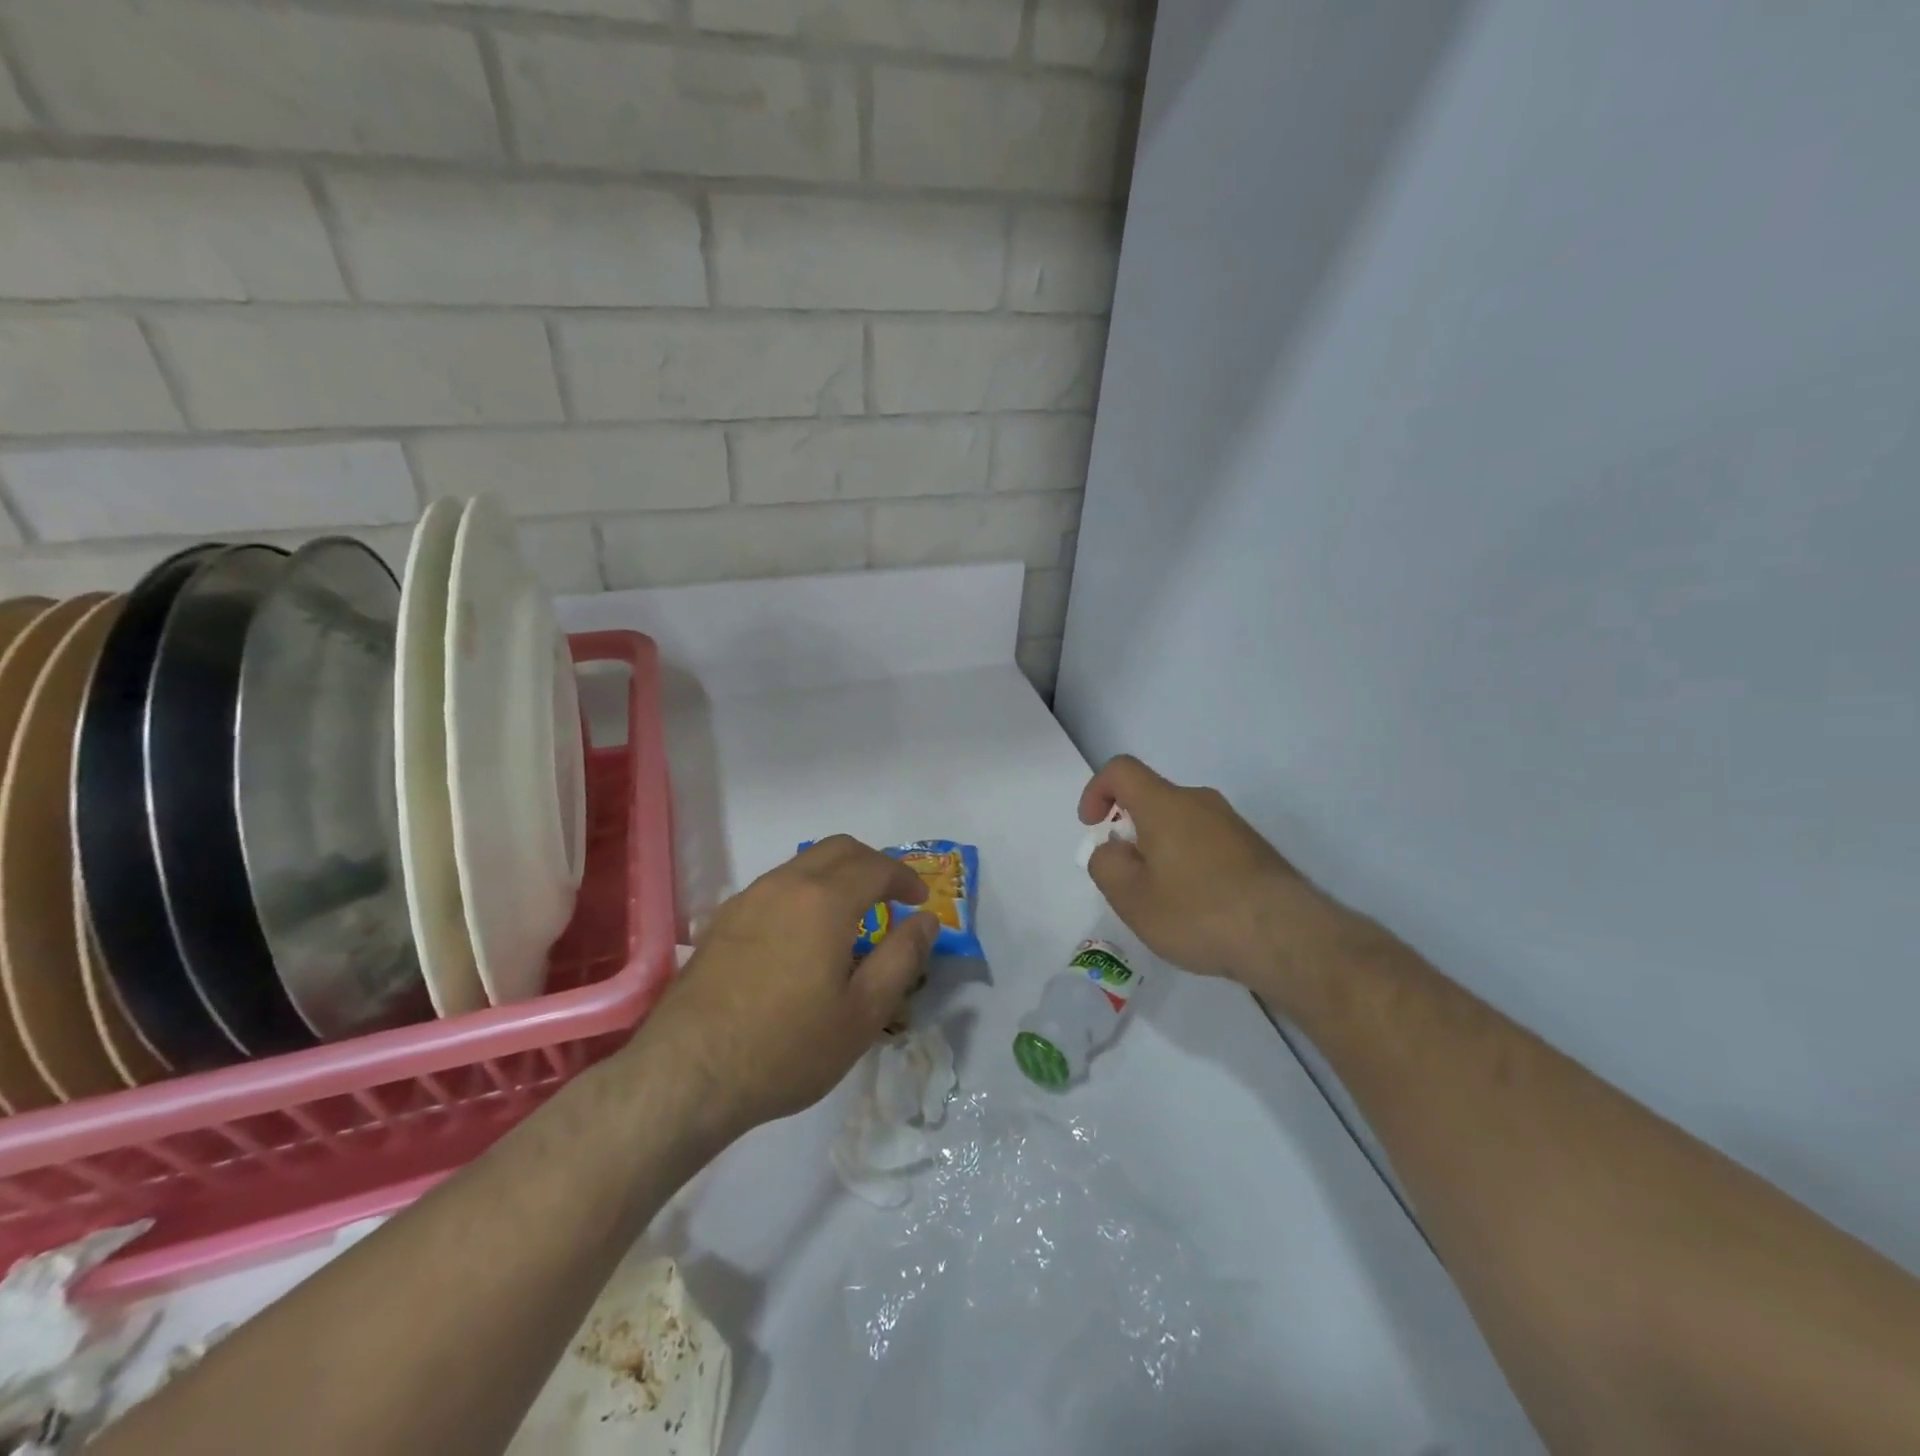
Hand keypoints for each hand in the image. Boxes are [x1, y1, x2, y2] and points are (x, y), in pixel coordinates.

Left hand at [631, 836, 938, 1136]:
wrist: (686, 1075)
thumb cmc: (786, 1047)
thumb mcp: (863, 1013)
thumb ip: (902, 958)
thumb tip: (926, 921)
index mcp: (824, 900)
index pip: (876, 866)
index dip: (905, 878)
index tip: (920, 902)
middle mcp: (784, 885)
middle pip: (838, 849)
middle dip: (872, 864)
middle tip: (891, 897)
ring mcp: (747, 900)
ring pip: (802, 864)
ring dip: (836, 876)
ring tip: (850, 918)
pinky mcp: (721, 921)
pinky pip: (774, 887)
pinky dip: (803, 892)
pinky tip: (803, 937)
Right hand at [1078, 755, 1347, 991]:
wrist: (1287, 937)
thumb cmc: (1197, 912)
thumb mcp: (1131, 897)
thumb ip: (1106, 864)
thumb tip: (1114, 848)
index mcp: (1165, 804)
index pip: (1121, 770)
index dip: (1096, 790)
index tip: (1092, 826)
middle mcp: (1201, 802)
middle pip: (1153, 798)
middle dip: (1130, 829)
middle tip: (1126, 876)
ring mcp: (1233, 825)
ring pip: (1181, 823)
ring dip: (1160, 849)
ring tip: (1162, 899)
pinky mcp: (1255, 850)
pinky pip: (1207, 843)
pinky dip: (1189, 863)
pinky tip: (1197, 908)